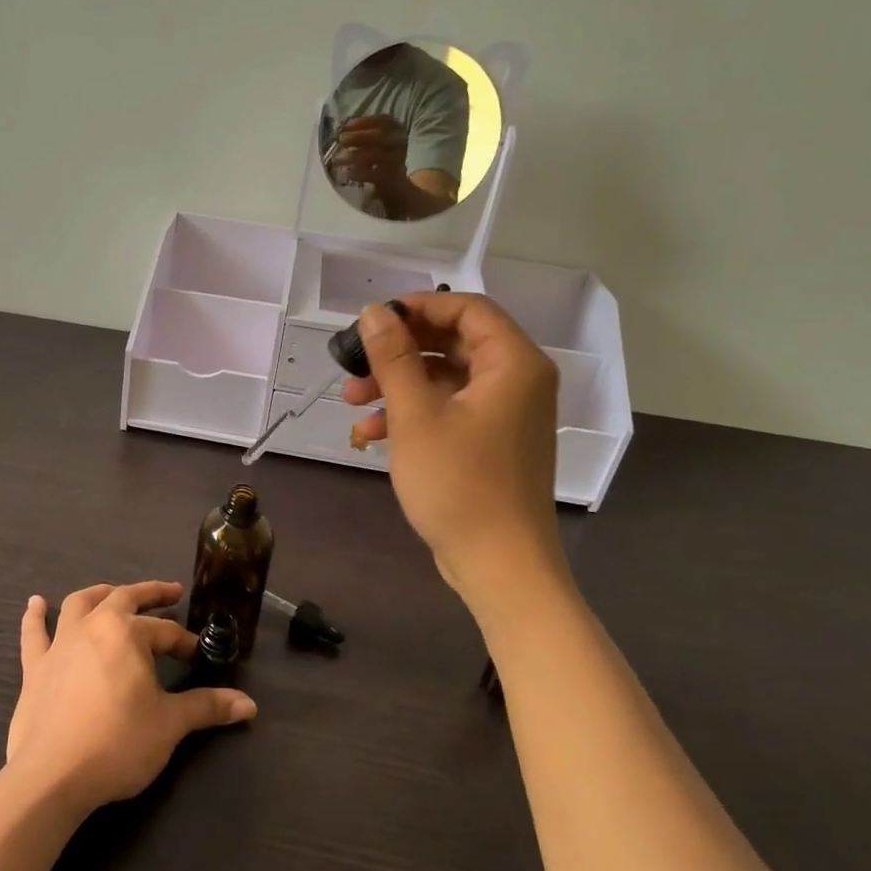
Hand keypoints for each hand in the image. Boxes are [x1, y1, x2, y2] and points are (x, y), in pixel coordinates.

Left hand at [5, 581, 255, 812]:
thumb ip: (207, 707)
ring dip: (99, 593)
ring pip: (79, 604)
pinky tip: (36, 603)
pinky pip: (33, 634)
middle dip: (149, 594)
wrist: (52, 776)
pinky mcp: (34, 668)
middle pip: (123, 598)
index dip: (185, 642)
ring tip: (113, 592)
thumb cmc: (117, 743)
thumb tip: (249, 705)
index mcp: (126, 633)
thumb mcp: (170, 724)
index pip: (165, 631)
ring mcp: (59, 644)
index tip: (197, 656)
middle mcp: (92, 626)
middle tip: (170, 593)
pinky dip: (35, 616)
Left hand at [323, 115, 409, 187]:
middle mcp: (400, 142)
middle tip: (341, 140)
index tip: (345, 126)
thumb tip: (339, 132)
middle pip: (381, 136)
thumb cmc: (379, 159)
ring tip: (337, 159)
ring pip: (377, 154)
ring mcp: (398, 160)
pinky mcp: (393, 178)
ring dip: (355, 155)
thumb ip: (360, 136)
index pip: (383, 120)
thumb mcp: (372, 144)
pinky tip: (348, 173)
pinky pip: (376, 174)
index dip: (364, 122)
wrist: (395, 185)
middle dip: (358, 137)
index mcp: (396, 129)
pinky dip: (361, 173)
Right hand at [342, 294, 567, 605]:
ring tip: (352, 401)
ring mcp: (507, 414)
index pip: (467, 309)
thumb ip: (393, 357)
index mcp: (513, 363)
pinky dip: (413, 414)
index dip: (418, 307)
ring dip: (398, 385)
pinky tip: (371, 434)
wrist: (498, 563)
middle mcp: (518, 381)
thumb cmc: (458, 483)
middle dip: (399, 352)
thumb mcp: (415, 414)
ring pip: (446, 379)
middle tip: (355, 363)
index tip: (372, 321)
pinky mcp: (492, 442)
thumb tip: (374, 312)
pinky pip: (451, 410)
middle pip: (454, 343)